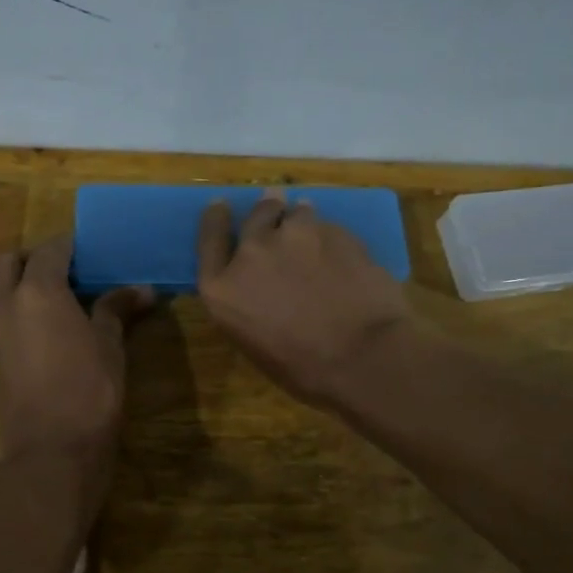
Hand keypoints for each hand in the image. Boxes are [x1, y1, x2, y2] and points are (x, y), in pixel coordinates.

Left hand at [0, 235, 153, 462]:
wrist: (51, 453)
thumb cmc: (90, 392)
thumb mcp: (109, 346)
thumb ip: (116, 309)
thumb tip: (142, 289)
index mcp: (37, 292)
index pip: (49, 250)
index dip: (68, 245)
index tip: (87, 249)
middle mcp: (3, 303)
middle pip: (7, 261)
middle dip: (31, 258)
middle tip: (62, 270)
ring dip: (16, 283)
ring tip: (51, 299)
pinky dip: (10, 309)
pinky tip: (38, 329)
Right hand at [197, 191, 415, 407]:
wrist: (362, 358)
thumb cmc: (302, 368)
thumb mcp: (253, 340)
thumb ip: (247, 300)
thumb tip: (261, 286)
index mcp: (224, 286)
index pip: (210, 238)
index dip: (215, 219)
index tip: (220, 206)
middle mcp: (254, 251)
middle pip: (255, 216)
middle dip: (265, 209)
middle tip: (273, 204)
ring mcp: (297, 236)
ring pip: (297, 214)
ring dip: (300, 219)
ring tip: (311, 229)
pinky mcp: (336, 233)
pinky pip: (328, 228)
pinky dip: (330, 237)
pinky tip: (342, 255)